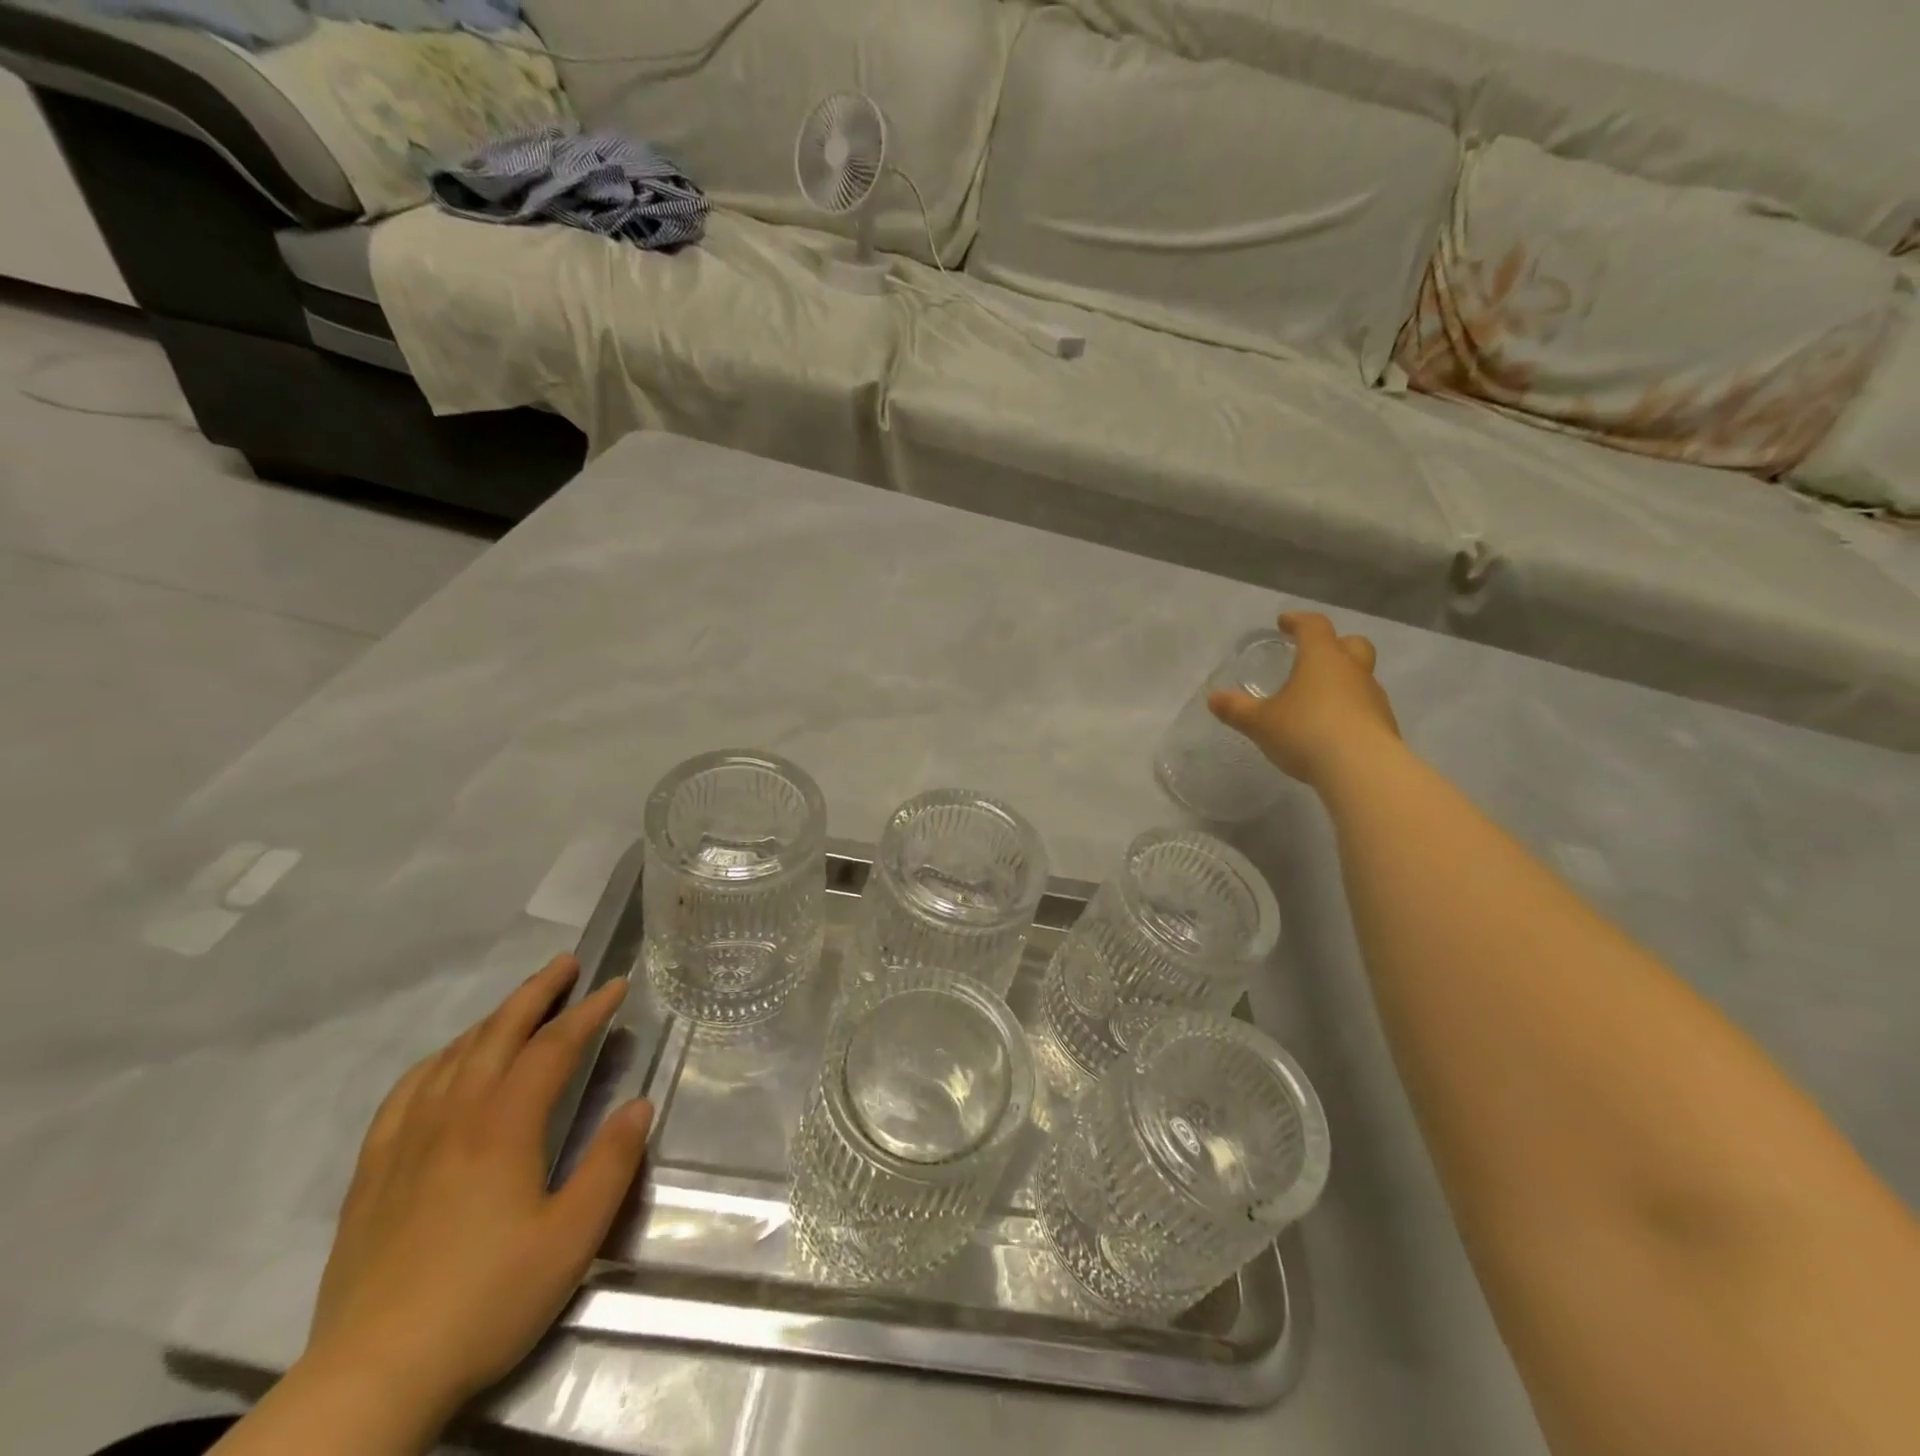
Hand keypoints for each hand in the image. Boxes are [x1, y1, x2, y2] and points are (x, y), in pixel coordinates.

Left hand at [302, 953, 651, 1426]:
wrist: (371, 1378)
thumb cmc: (487, 1300)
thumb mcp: (572, 1238)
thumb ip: (611, 1164)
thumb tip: (639, 1105)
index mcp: (503, 1127)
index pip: (552, 1047)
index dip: (588, 1011)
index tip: (616, 985)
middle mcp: (453, 1118)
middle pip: (497, 1034)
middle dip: (537, 993)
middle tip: (567, 965)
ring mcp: (406, 1143)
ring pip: (452, 1057)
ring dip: (492, 1020)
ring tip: (519, 1005)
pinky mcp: (373, 1173)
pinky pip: (406, 1093)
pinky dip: (437, 1061)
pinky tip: (445, 1064)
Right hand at [1208, 612, 1399, 787]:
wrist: (1362, 769)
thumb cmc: (1306, 732)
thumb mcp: (1261, 723)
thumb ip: (1237, 709)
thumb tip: (1213, 698)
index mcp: (1321, 659)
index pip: (1314, 626)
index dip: (1298, 621)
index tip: (1284, 623)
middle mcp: (1352, 671)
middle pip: (1352, 644)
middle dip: (1334, 644)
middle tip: (1314, 655)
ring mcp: (1373, 698)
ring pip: (1361, 677)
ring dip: (1342, 681)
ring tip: (1318, 700)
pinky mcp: (1384, 725)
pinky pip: (1365, 707)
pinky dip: (1350, 710)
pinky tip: (1333, 729)